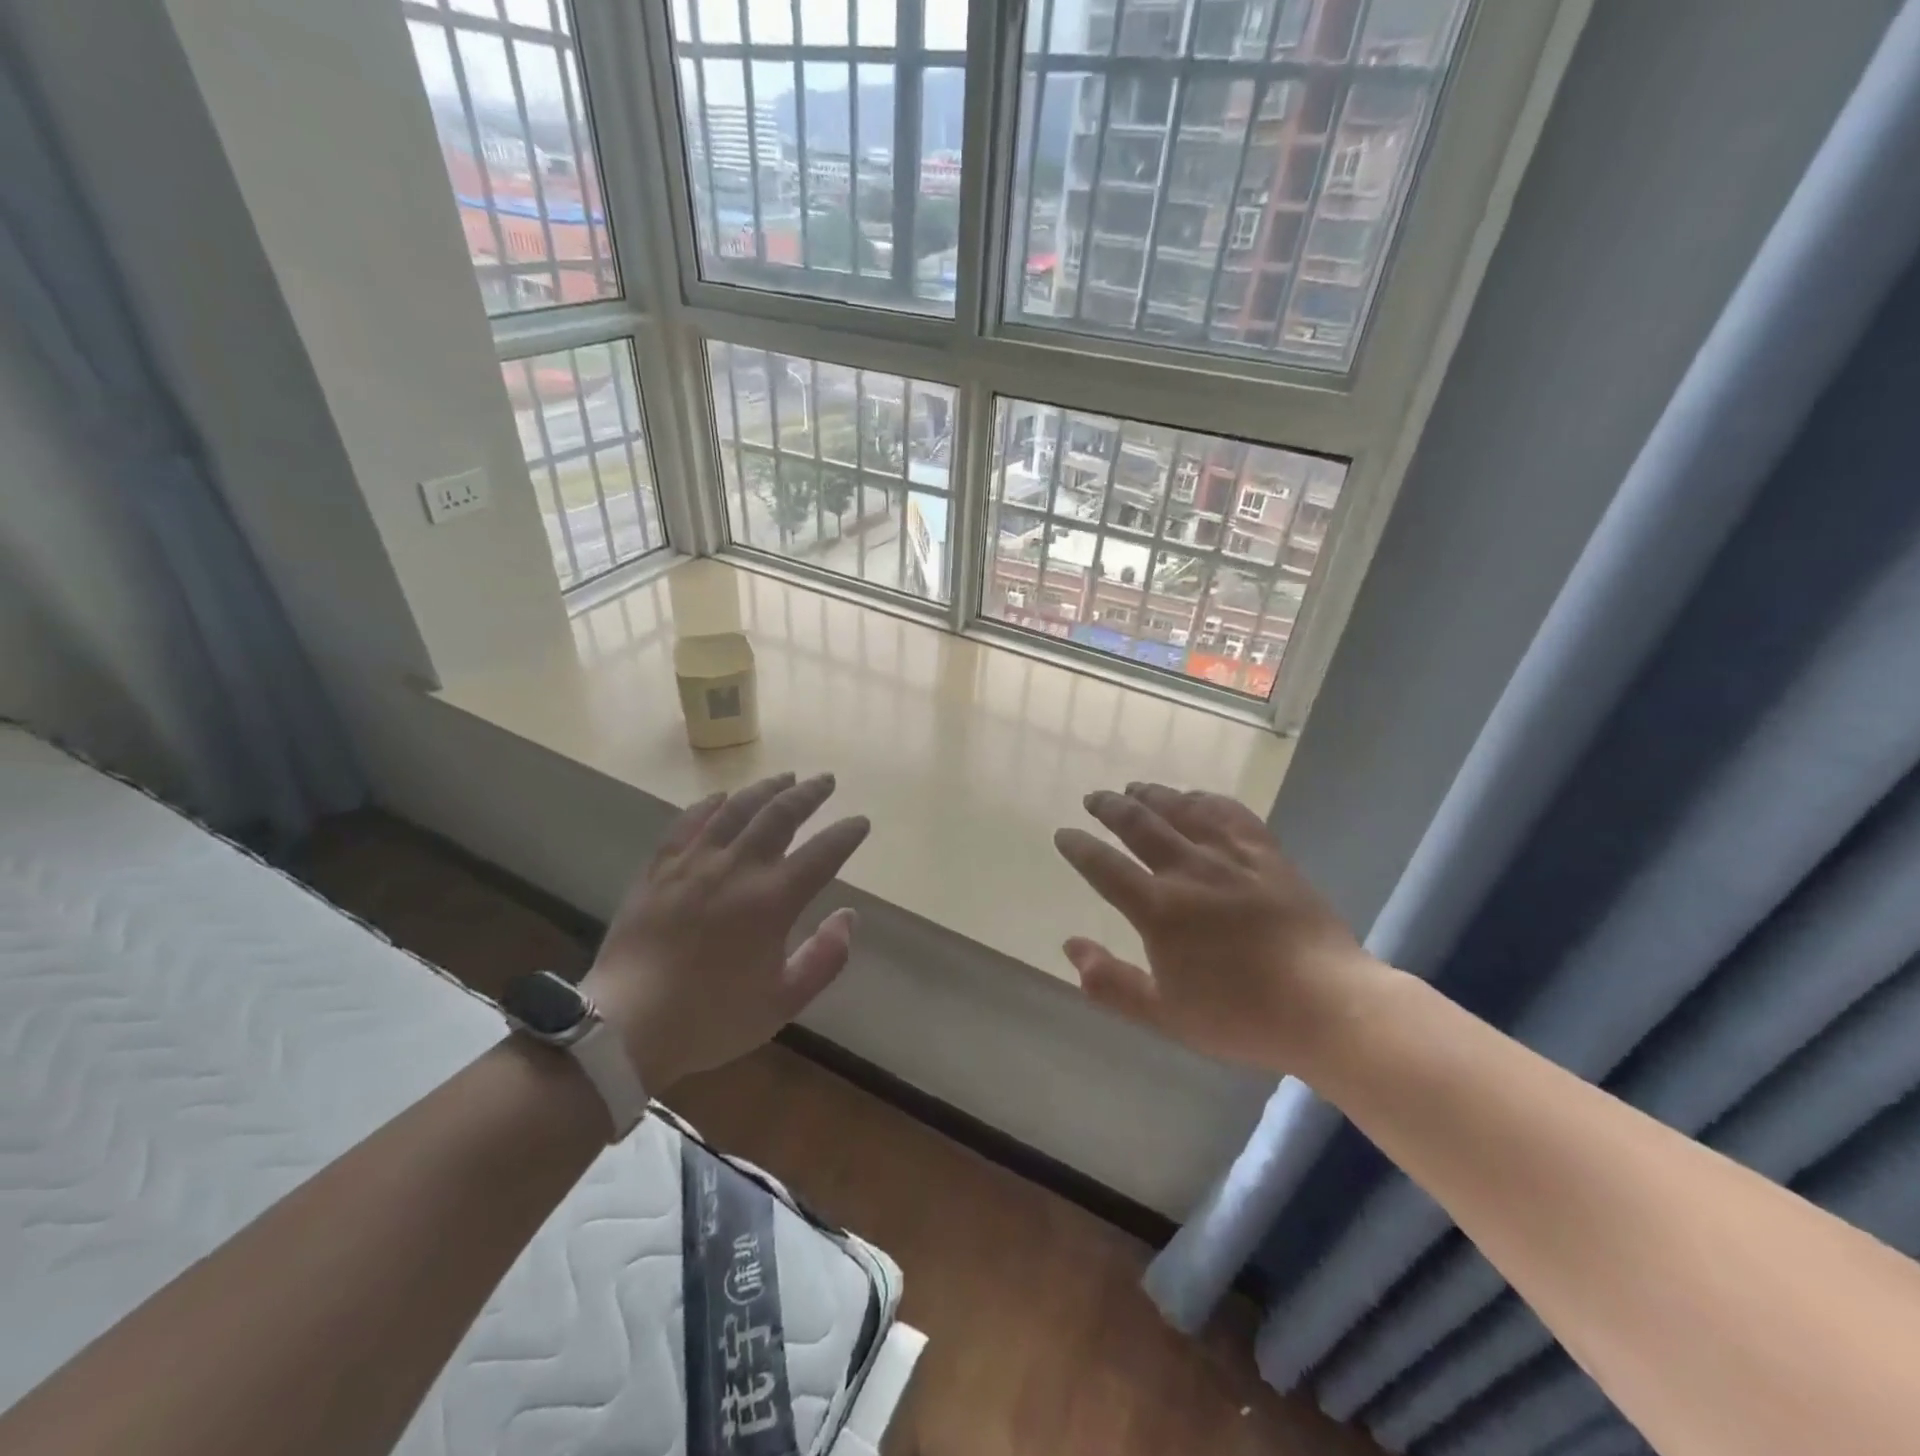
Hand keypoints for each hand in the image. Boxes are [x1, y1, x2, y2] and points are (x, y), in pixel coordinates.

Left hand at [580, 772, 868, 1089]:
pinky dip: (709, 804)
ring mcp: (694, 863)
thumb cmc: (712, 1018)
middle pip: (780, 815)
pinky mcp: (659, 868)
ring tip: (785, 777)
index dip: (846, 834)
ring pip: (736, 809)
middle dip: (809, 794)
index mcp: (772, 900)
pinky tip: (721, 797)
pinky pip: (688, 822)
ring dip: (766, 789)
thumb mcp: (783, 1002)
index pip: (822, 853)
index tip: (860, 822)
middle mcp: (737, 868)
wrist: (626, 1026)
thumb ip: (825, 958)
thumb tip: (848, 916)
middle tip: (826, 781)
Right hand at [1053, 782, 1391, 1073]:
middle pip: (1139, 824)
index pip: (1104, 867)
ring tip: (1135, 787)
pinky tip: (1196, 797)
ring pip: (1181, 810)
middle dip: (1110, 807)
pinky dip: (1205, 799)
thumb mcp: (1164, 1015)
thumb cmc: (1241, 1016)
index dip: (1079, 847)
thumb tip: (1070, 946)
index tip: (1064, 834)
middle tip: (1093, 798)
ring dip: (1153, 795)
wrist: (1328, 1006)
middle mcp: (1189, 871)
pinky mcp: (1267, 854)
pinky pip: (1230, 813)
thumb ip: (1110, 983)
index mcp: (1159, 909)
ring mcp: (1230, 857)